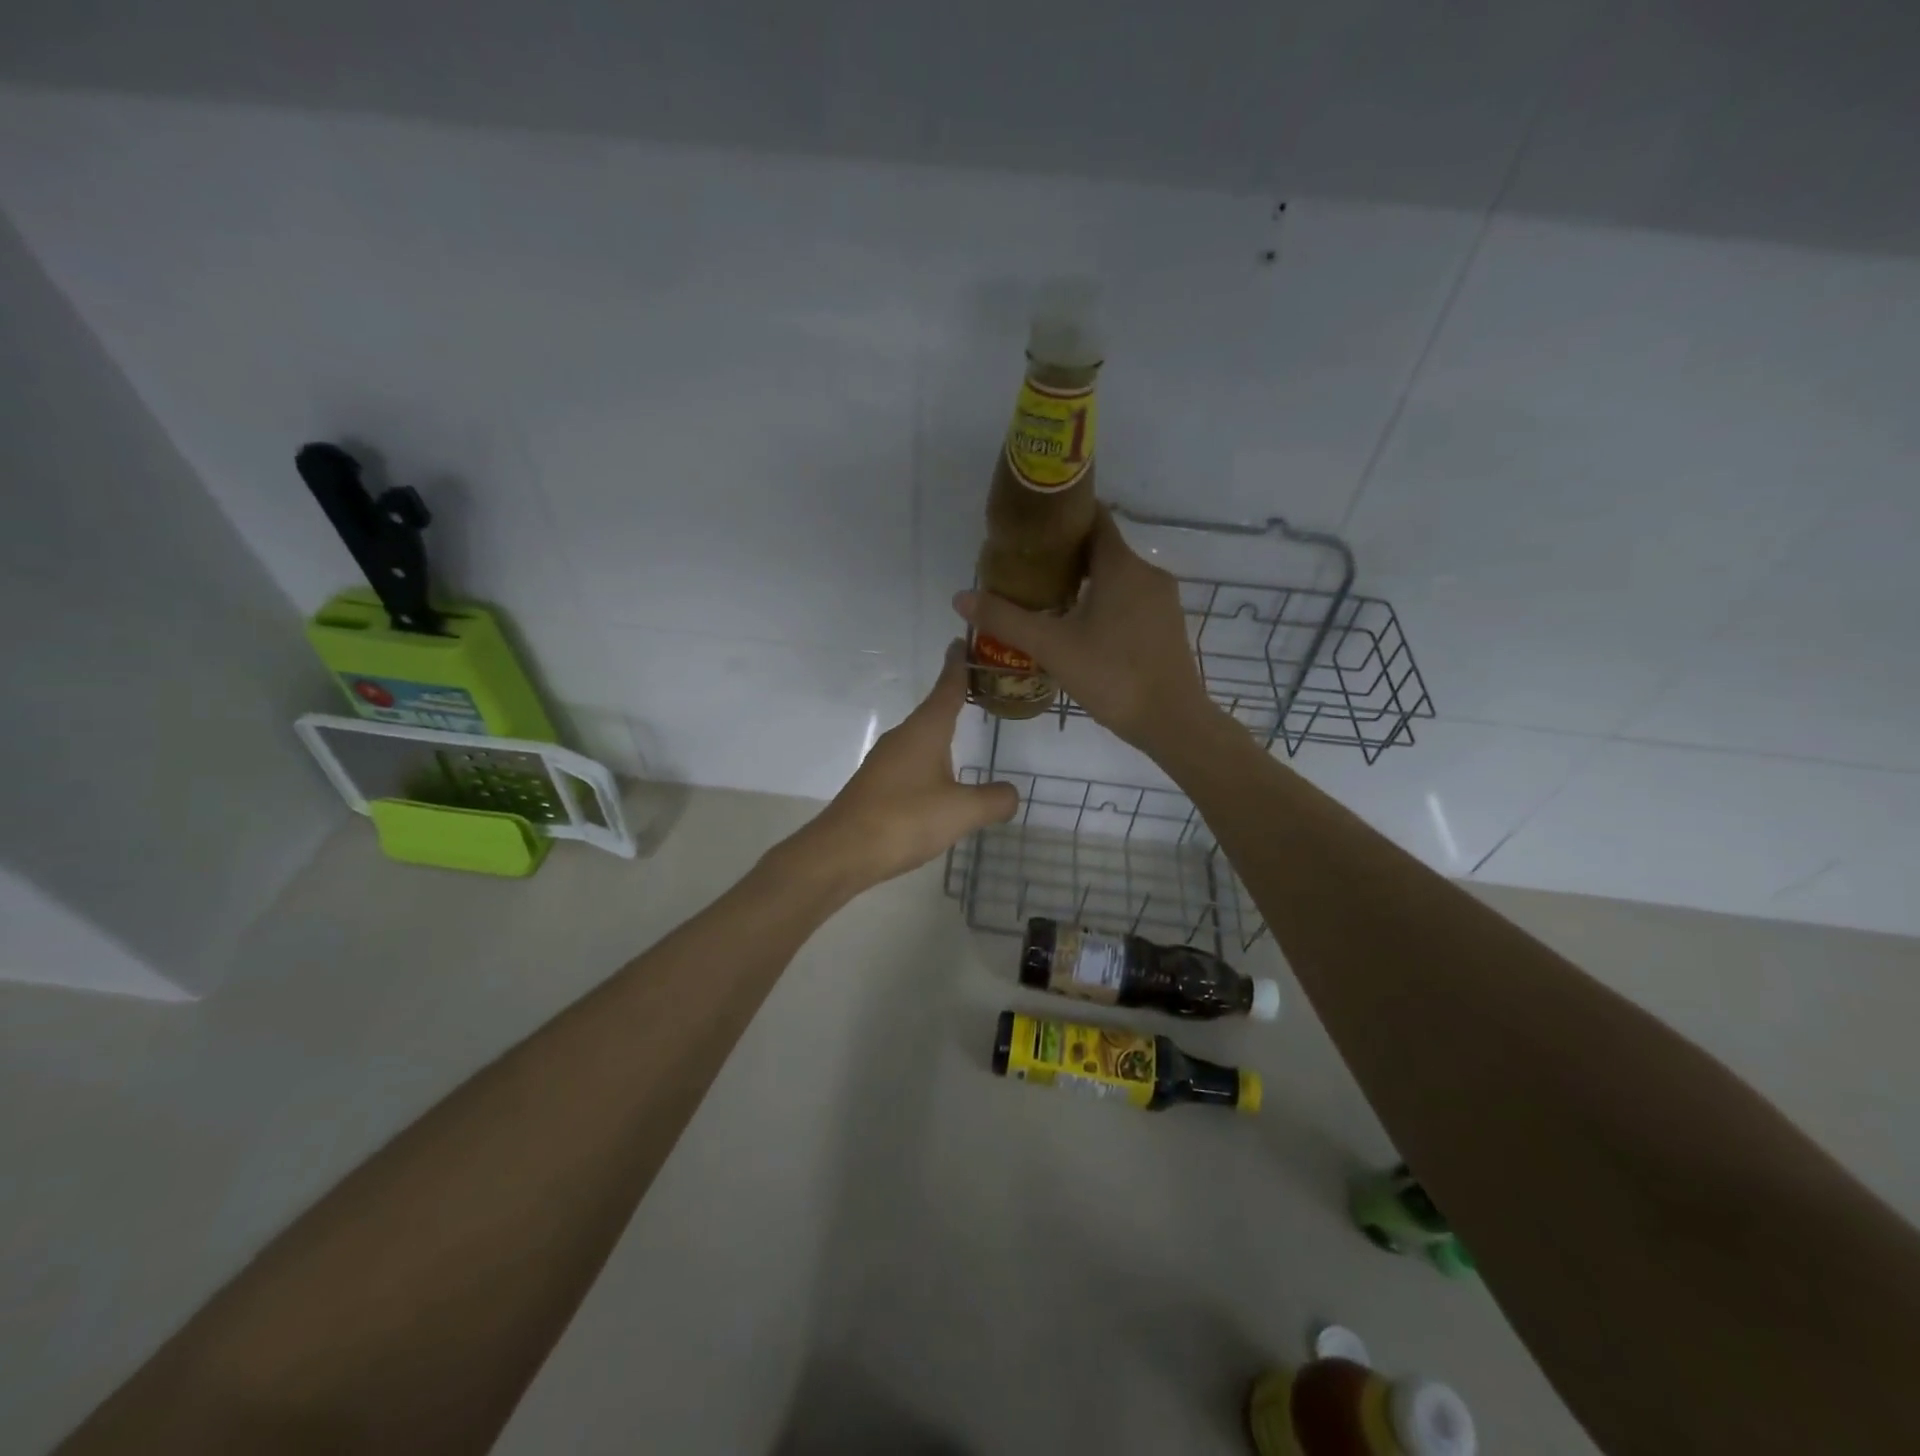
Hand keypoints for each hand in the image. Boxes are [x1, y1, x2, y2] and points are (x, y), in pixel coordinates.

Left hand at [803, 643, 1018, 889]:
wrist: (841, 851)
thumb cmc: (905, 820)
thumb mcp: (962, 812)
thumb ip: (994, 800)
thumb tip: (1012, 794)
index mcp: (925, 731)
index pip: (947, 688)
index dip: (957, 666)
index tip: (962, 642)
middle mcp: (903, 738)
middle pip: (933, 711)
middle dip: (954, 700)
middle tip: (980, 692)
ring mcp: (885, 761)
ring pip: (921, 739)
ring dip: (941, 735)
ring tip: (964, 737)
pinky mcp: (876, 785)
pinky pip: (910, 764)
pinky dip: (929, 763)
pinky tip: (939, 784)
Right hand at [954, 505, 1216, 756]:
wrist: (1172, 722)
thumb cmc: (1112, 676)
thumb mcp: (1052, 647)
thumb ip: (1006, 620)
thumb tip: (960, 597)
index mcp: (1122, 566)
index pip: (1093, 519)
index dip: (1061, 518)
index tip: (1030, 531)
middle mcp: (1147, 573)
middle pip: (1101, 550)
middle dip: (1065, 557)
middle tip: (1028, 574)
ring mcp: (1162, 601)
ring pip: (1116, 578)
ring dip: (1084, 584)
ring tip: (1047, 603)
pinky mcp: (1167, 626)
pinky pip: (1130, 601)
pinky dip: (1104, 604)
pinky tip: (1081, 630)